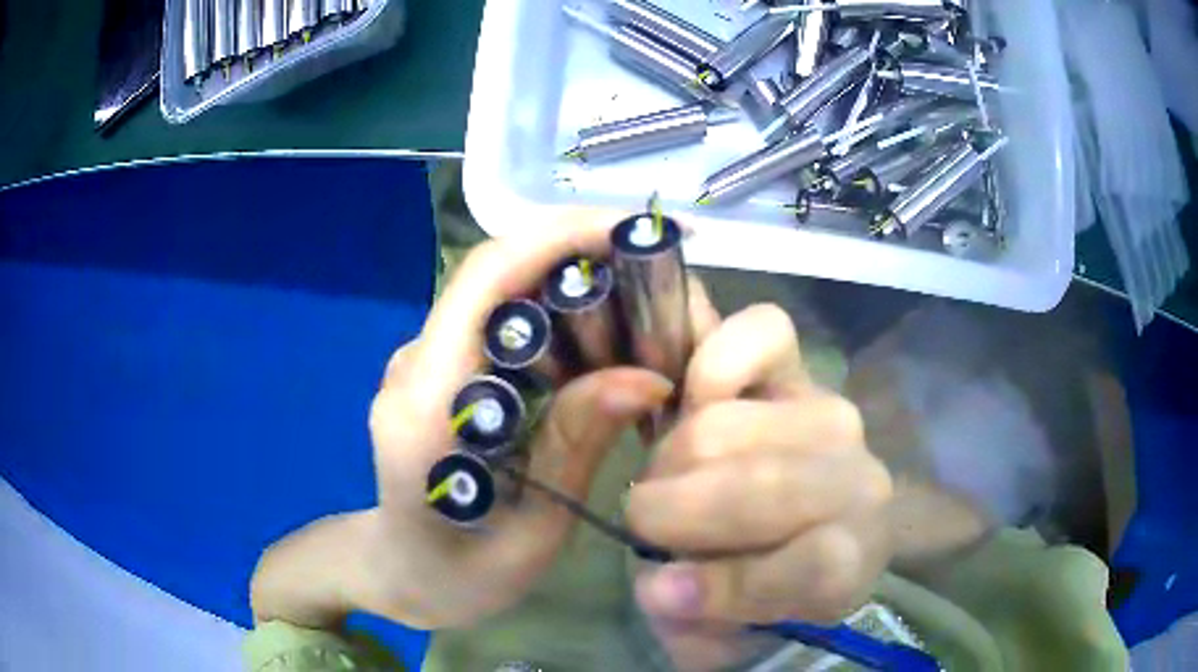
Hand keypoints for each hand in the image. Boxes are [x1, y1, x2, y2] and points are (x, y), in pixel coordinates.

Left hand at [253, 211, 674, 629]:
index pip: (485, 278)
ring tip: (652, 327)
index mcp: (425, 400)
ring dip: (583, 291)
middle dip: (588, 261)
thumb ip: (574, 449)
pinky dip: (566, 324)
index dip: (559, 237)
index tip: (636, 233)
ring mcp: (428, 361)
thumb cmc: (453, 576)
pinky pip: (508, 325)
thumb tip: (649, 378)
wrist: (394, 573)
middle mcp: (419, 361)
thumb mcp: (526, 534)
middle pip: (503, 273)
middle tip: (666, 295)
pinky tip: (610, 354)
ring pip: (510, 293)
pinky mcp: (445, 371)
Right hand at [626, 303, 894, 669]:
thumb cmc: (742, 587)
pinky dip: (712, 363)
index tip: (660, 591)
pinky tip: (691, 399)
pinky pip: (762, 334)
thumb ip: (695, 612)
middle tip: (647, 522)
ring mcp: (832, 416)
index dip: (732, 584)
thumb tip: (662, 583)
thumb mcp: (716, 623)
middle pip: (760, 488)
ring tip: (667, 476)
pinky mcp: (803, 367)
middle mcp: (860, 484)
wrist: (769, 533)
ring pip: (723, 429)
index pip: (820, 563)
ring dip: (671, 460)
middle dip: (674, 512)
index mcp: (854, 564)